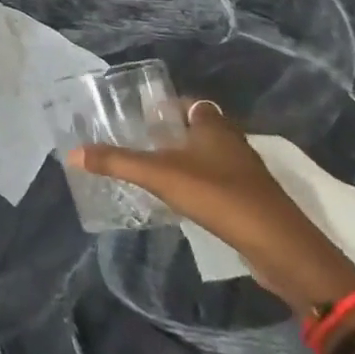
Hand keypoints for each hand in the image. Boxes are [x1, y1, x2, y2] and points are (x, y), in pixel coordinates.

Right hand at [66, 100, 354, 313]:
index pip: (189, 103)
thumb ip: (117, 162)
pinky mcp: (248, 201)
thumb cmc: (221, 197)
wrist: (282, 250)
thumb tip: (72, 153)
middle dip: (168, 134)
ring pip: (206, 157)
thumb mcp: (161, 176)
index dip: (165, 106)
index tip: (137, 114)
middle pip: (197, 129)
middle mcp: (232, 143)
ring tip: (147, 168)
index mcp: (214, 126)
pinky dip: (194, 184)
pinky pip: (214, 182)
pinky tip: (174, 198)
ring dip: (182, 160)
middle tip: (135, 141)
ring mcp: (243, 174)